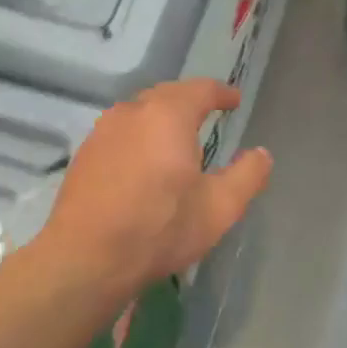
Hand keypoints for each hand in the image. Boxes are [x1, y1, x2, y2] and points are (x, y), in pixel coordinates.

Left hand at [41, 80, 272, 289]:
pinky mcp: (84, 154)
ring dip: (160, 118)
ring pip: (139, 113)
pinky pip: (120, 133)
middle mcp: (132, 112)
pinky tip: (144, 161)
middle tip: (208, 115)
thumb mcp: (219, 208)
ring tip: (177, 138)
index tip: (234, 100)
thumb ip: (247, 176)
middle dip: (189, 101)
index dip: (221, 93)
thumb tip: (262, 154)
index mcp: (168, 116)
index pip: (200, 89)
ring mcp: (102, 132)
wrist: (86, 258)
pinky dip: (139, 137)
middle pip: (166, 95)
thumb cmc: (160, 229)